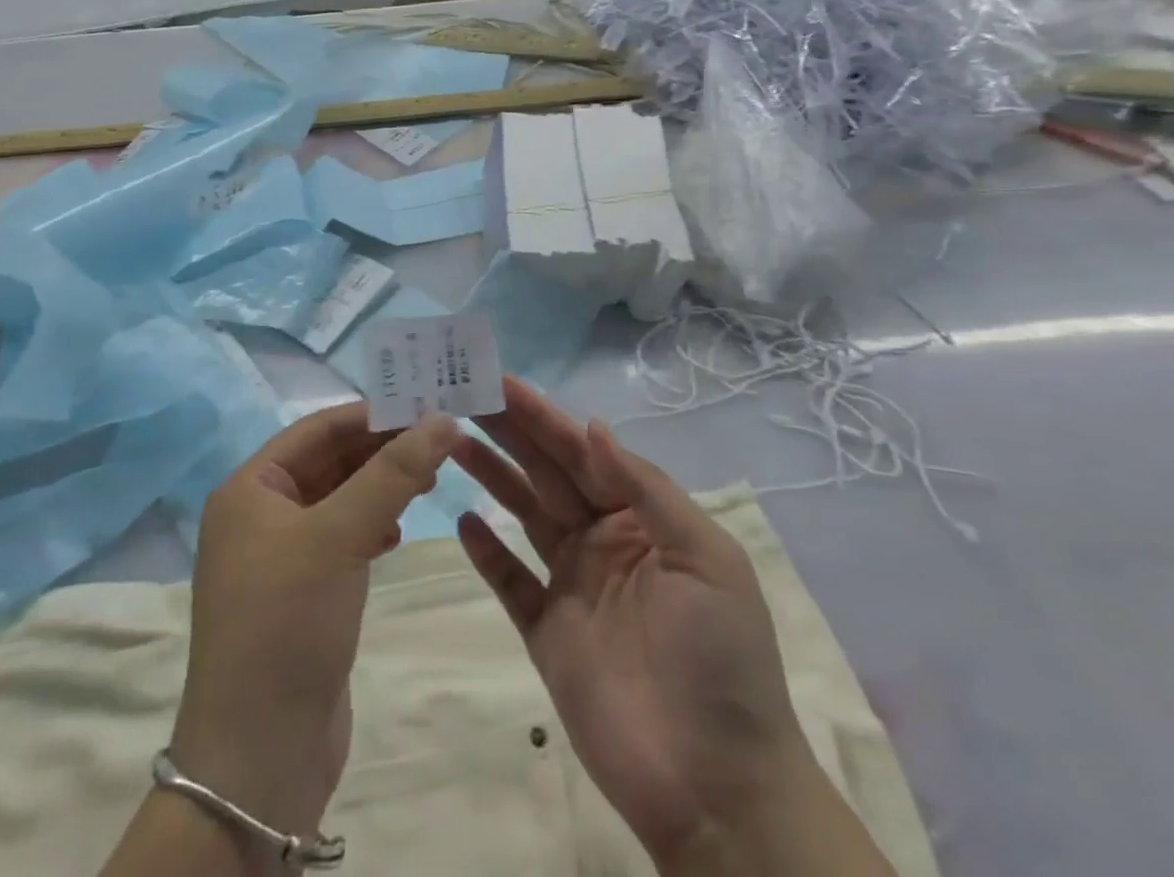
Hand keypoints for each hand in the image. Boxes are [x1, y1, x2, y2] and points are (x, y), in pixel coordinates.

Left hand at [168, 404, 458, 844]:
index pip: (318, 429)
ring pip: (340, 500)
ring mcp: (281, 556)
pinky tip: (398, 531)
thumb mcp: (339, 536)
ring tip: (430, 482)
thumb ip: (392, 474)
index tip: (426, 406)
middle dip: (382, 451)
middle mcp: (260, 514)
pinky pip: (342, 539)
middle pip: (330, 462)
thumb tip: (441, 420)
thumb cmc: (287, 622)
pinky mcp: (303, 593)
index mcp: (250, 489)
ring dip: (381, 487)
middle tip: (440, 443)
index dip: (371, 415)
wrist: (259, 758)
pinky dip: (372, 526)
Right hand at [452, 379, 891, 876]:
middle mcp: (603, 541)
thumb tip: (593, 427)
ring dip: (491, 476)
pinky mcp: (547, 633)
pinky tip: (462, 519)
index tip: (502, 383)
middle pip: (546, 474)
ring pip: (524, 515)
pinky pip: (511, 581)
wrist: (718, 789)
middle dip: (509, 433)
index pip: (583, 453)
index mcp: (641, 518)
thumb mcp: (705, 558)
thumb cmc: (720, 659)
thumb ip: (646, 489)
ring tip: (452, 441)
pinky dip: (487, 551)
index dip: (543, 417)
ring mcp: (572, 586)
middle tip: (462, 397)